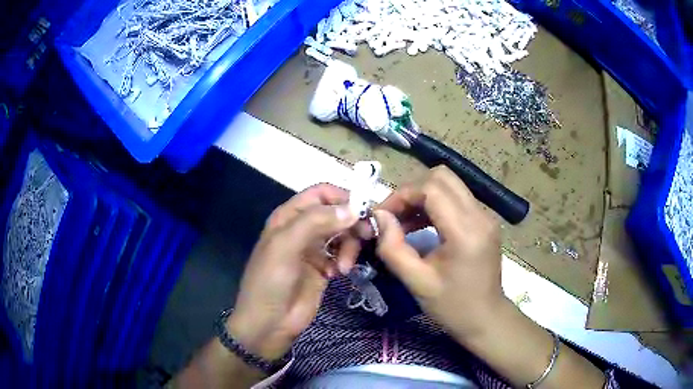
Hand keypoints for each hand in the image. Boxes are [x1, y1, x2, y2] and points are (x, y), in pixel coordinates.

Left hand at [226, 184, 359, 360]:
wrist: (268, 323)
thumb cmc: (270, 282)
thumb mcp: (285, 246)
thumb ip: (316, 222)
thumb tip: (352, 209)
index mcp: (289, 216)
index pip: (321, 193)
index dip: (343, 197)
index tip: (363, 211)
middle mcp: (303, 228)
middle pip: (337, 213)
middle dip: (352, 223)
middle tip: (366, 237)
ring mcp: (313, 249)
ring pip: (343, 234)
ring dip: (349, 246)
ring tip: (343, 267)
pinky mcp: (323, 268)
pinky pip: (342, 254)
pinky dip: (345, 260)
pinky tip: (337, 274)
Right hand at [374, 165, 504, 340]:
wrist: (485, 318)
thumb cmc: (452, 306)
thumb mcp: (417, 282)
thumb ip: (393, 248)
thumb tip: (379, 216)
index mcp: (466, 232)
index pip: (432, 189)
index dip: (402, 195)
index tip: (383, 215)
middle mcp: (480, 215)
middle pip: (442, 177)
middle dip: (412, 191)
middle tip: (394, 215)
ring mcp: (485, 216)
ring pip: (449, 184)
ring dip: (422, 197)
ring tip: (404, 223)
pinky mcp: (484, 221)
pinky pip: (456, 198)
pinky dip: (434, 205)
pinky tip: (421, 226)